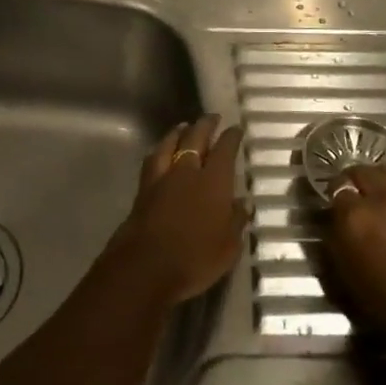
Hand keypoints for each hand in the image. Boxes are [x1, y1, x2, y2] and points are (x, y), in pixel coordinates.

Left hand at [109, 115, 248, 304]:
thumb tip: (242, 203)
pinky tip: (160, 152)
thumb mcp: (228, 247)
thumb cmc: (194, 259)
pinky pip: (153, 160)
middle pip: (195, 139)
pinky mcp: (143, 190)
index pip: (225, 150)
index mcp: (213, 181)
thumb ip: (236, 221)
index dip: (231, 137)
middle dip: (205, 125)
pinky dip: (159, 150)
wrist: (144, 267)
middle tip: (212, 117)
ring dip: (178, 132)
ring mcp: (162, 179)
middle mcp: (187, 172)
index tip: (236, 128)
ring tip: (183, 126)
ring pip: (170, 144)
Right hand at [326, 162, 385, 333]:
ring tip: (376, 196)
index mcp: (355, 217)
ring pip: (384, 170)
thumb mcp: (346, 271)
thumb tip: (337, 217)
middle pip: (360, 171)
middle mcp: (381, 198)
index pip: (337, 188)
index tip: (336, 208)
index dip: (335, 198)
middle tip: (354, 198)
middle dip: (353, 182)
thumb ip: (337, 235)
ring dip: (376, 180)